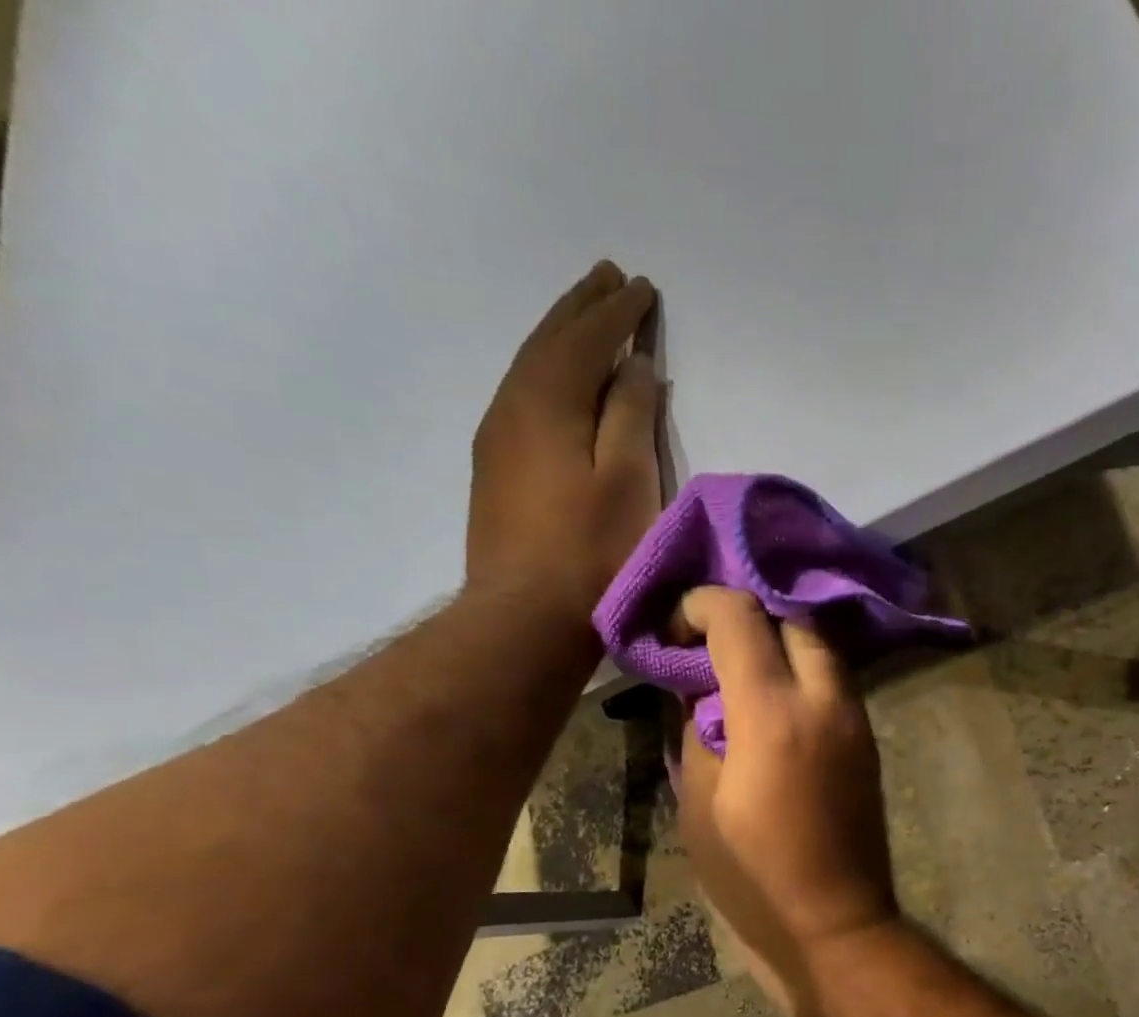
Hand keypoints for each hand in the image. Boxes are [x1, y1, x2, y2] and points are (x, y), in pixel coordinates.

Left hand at [469, 260, 659, 618]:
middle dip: (582, 308)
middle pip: (549, 341)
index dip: (617, 312)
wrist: (525, 617)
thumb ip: (630, 414)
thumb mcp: (626, 479)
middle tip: (608, 277)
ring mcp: (497, 440)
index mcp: (547, 401)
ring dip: (561, 336)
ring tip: (585, 314)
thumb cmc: (591, 551)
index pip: (586, 338)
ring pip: (531, 368)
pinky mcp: (495, 471)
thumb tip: (634, 366)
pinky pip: (523, 398)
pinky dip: (547, 373)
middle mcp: (512, 407)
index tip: (642, 287)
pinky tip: (558, 381)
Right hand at [674, 589, 899, 996]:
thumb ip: (696, 730)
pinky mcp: (867, 740)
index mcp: (773, 715)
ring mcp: (855, 719)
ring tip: (738, 667)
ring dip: (778, 641)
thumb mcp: (698, 804)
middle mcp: (825, 701)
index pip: (740, 619)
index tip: (674, 625)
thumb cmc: (752, 877)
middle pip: (791, 619)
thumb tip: (699, 689)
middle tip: (708, 644)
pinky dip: (801, 670)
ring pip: (820, 646)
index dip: (700, 605)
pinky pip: (833, 680)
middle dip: (747, 618)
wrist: (834, 925)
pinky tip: (772, 698)